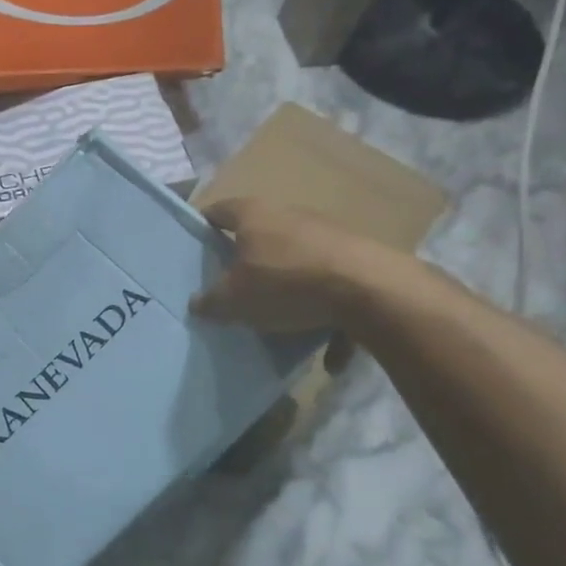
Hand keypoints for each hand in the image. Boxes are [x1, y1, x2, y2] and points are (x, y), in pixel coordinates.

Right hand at [193, 197, 379, 343]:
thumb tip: (196, 303)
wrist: (370, 289)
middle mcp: (290, 215)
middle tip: (232, 284)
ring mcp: (327, 234)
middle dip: (247, 259)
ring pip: (298, 261)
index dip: (203, 226)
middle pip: (260, 233)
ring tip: (280, 321)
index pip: (218, 211)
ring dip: (289, 288)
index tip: (195, 246)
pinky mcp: (358, 258)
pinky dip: (329, 316)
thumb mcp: (234, 299)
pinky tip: (329, 354)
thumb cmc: (286, 282)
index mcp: (254, 215)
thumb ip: (211, 301)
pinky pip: (333, 289)